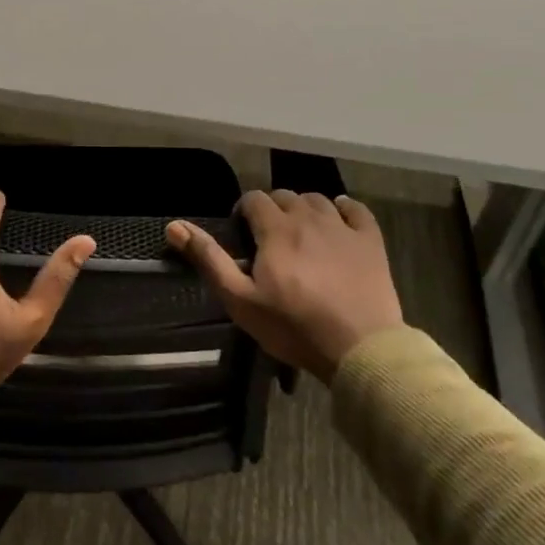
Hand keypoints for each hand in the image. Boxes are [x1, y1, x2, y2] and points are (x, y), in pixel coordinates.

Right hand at [168, 190, 401, 382]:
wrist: (360, 348)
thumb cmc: (293, 327)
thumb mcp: (240, 300)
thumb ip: (209, 259)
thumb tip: (174, 226)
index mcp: (275, 229)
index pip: (254, 199)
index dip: (244, 211)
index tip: (242, 234)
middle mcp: (308, 217)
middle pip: (285, 195)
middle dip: (273, 209)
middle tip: (269, 239)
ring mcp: (343, 227)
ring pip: (318, 199)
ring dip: (304, 209)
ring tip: (301, 233)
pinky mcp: (371, 241)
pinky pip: (356, 209)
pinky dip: (344, 209)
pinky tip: (339, 221)